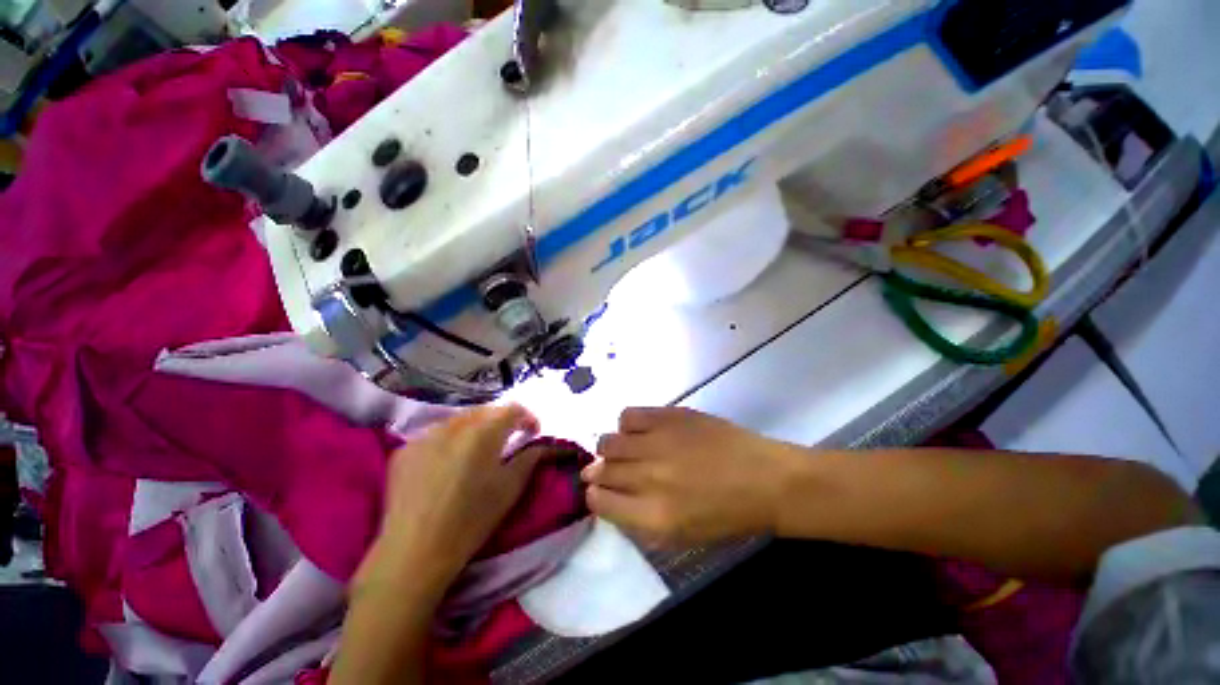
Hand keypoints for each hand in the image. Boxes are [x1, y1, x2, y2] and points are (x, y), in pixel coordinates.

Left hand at [363, 404, 543, 589]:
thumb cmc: (472, 519)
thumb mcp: (510, 488)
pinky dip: (450, 440)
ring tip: (479, 449)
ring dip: (476, 428)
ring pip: (459, 420)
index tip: (533, 433)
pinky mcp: (405, 450)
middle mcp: (454, 425)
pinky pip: (436, 434)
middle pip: (485, 411)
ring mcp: (425, 435)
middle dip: (501, 421)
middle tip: (509, 439)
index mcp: (483, 432)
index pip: (512, 409)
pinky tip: (450, 462)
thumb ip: (529, 458)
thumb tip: (539, 445)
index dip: (527, 417)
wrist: (415, 552)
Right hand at [584, 407, 799, 545]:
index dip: (594, 495)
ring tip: (624, 449)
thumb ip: (639, 518)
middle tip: (608, 470)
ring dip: (610, 448)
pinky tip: (639, 431)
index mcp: (654, 516)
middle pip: (601, 470)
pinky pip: (628, 416)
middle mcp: (650, 477)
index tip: (598, 491)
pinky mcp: (669, 415)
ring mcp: (658, 442)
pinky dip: (626, 425)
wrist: (765, 478)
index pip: (600, 501)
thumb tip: (608, 494)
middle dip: (598, 472)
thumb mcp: (681, 535)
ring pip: (609, 441)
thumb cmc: (728, 515)